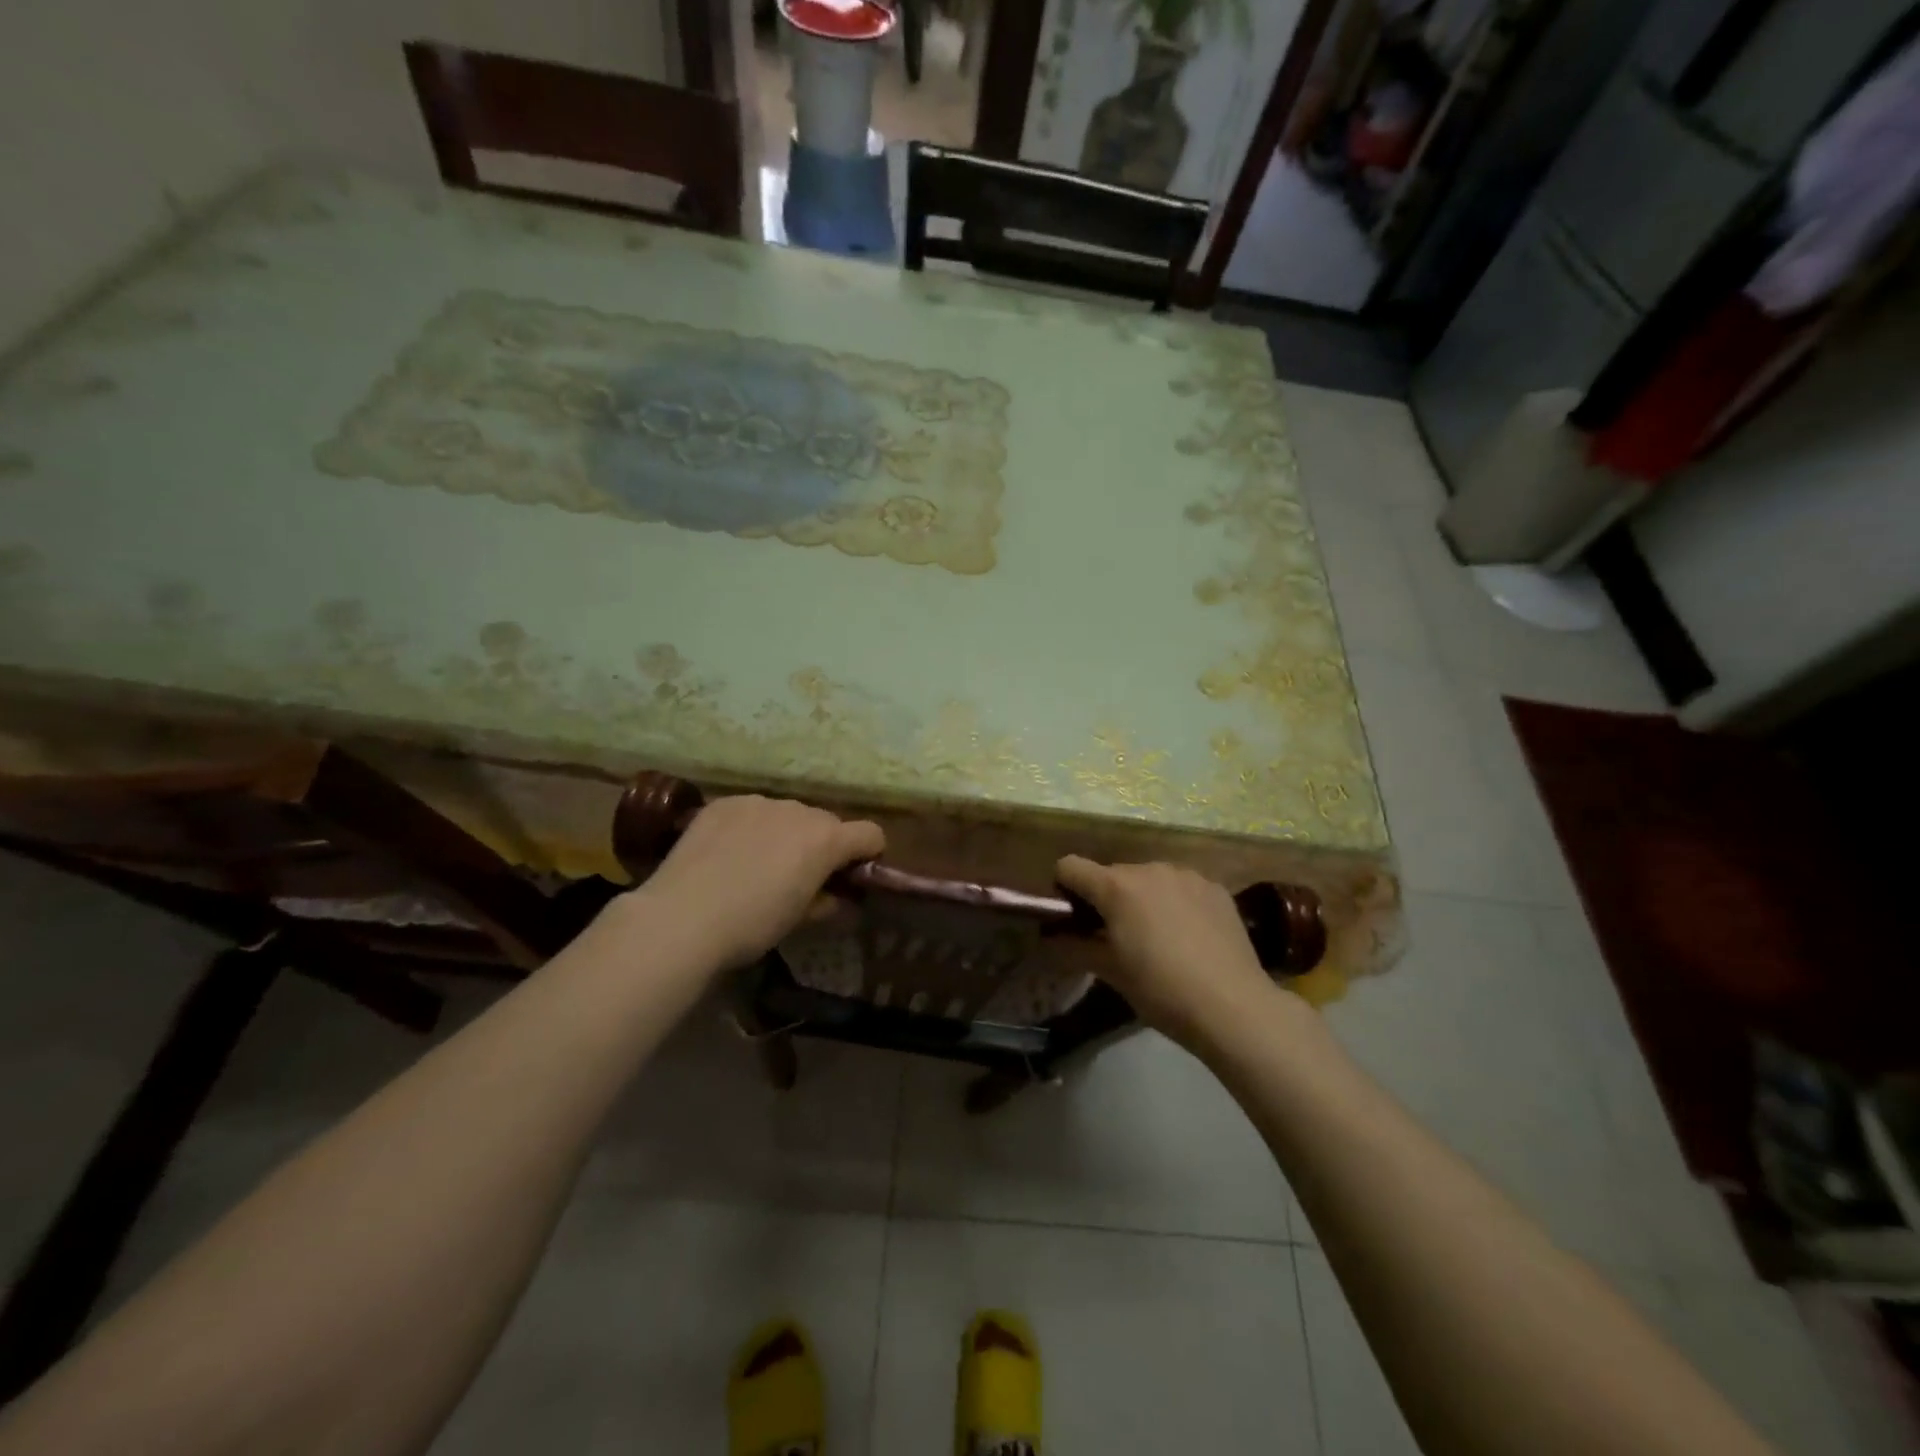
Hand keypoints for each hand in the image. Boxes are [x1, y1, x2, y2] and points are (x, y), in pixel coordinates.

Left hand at [633, 795, 883, 970]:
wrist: (682, 918)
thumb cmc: (751, 925)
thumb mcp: (799, 920)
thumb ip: (826, 902)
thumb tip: (835, 897)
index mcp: (826, 840)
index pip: (871, 834)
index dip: (868, 854)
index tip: (851, 876)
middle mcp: (799, 811)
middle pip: (827, 823)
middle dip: (822, 845)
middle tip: (799, 876)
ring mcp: (759, 802)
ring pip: (788, 814)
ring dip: (785, 833)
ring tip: (757, 863)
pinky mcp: (724, 803)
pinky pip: (752, 811)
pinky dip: (751, 827)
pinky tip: (728, 853)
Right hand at [1056, 856, 1284, 1049]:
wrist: (1234, 1007)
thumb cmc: (1161, 991)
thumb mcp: (1110, 973)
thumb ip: (1073, 949)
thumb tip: (1048, 939)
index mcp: (1116, 886)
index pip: (1070, 866)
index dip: (1064, 889)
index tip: (1072, 918)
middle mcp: (1149, 869)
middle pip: (1112, 875)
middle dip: (1108, 899)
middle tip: (1117, 938)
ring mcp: (1187, 875)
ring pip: (1149, 879)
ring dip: (1143, 899)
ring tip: (1158, 939)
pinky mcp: (1216, 888)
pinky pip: (1182, 888)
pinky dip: (1176, 903)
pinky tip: (1190, 937)